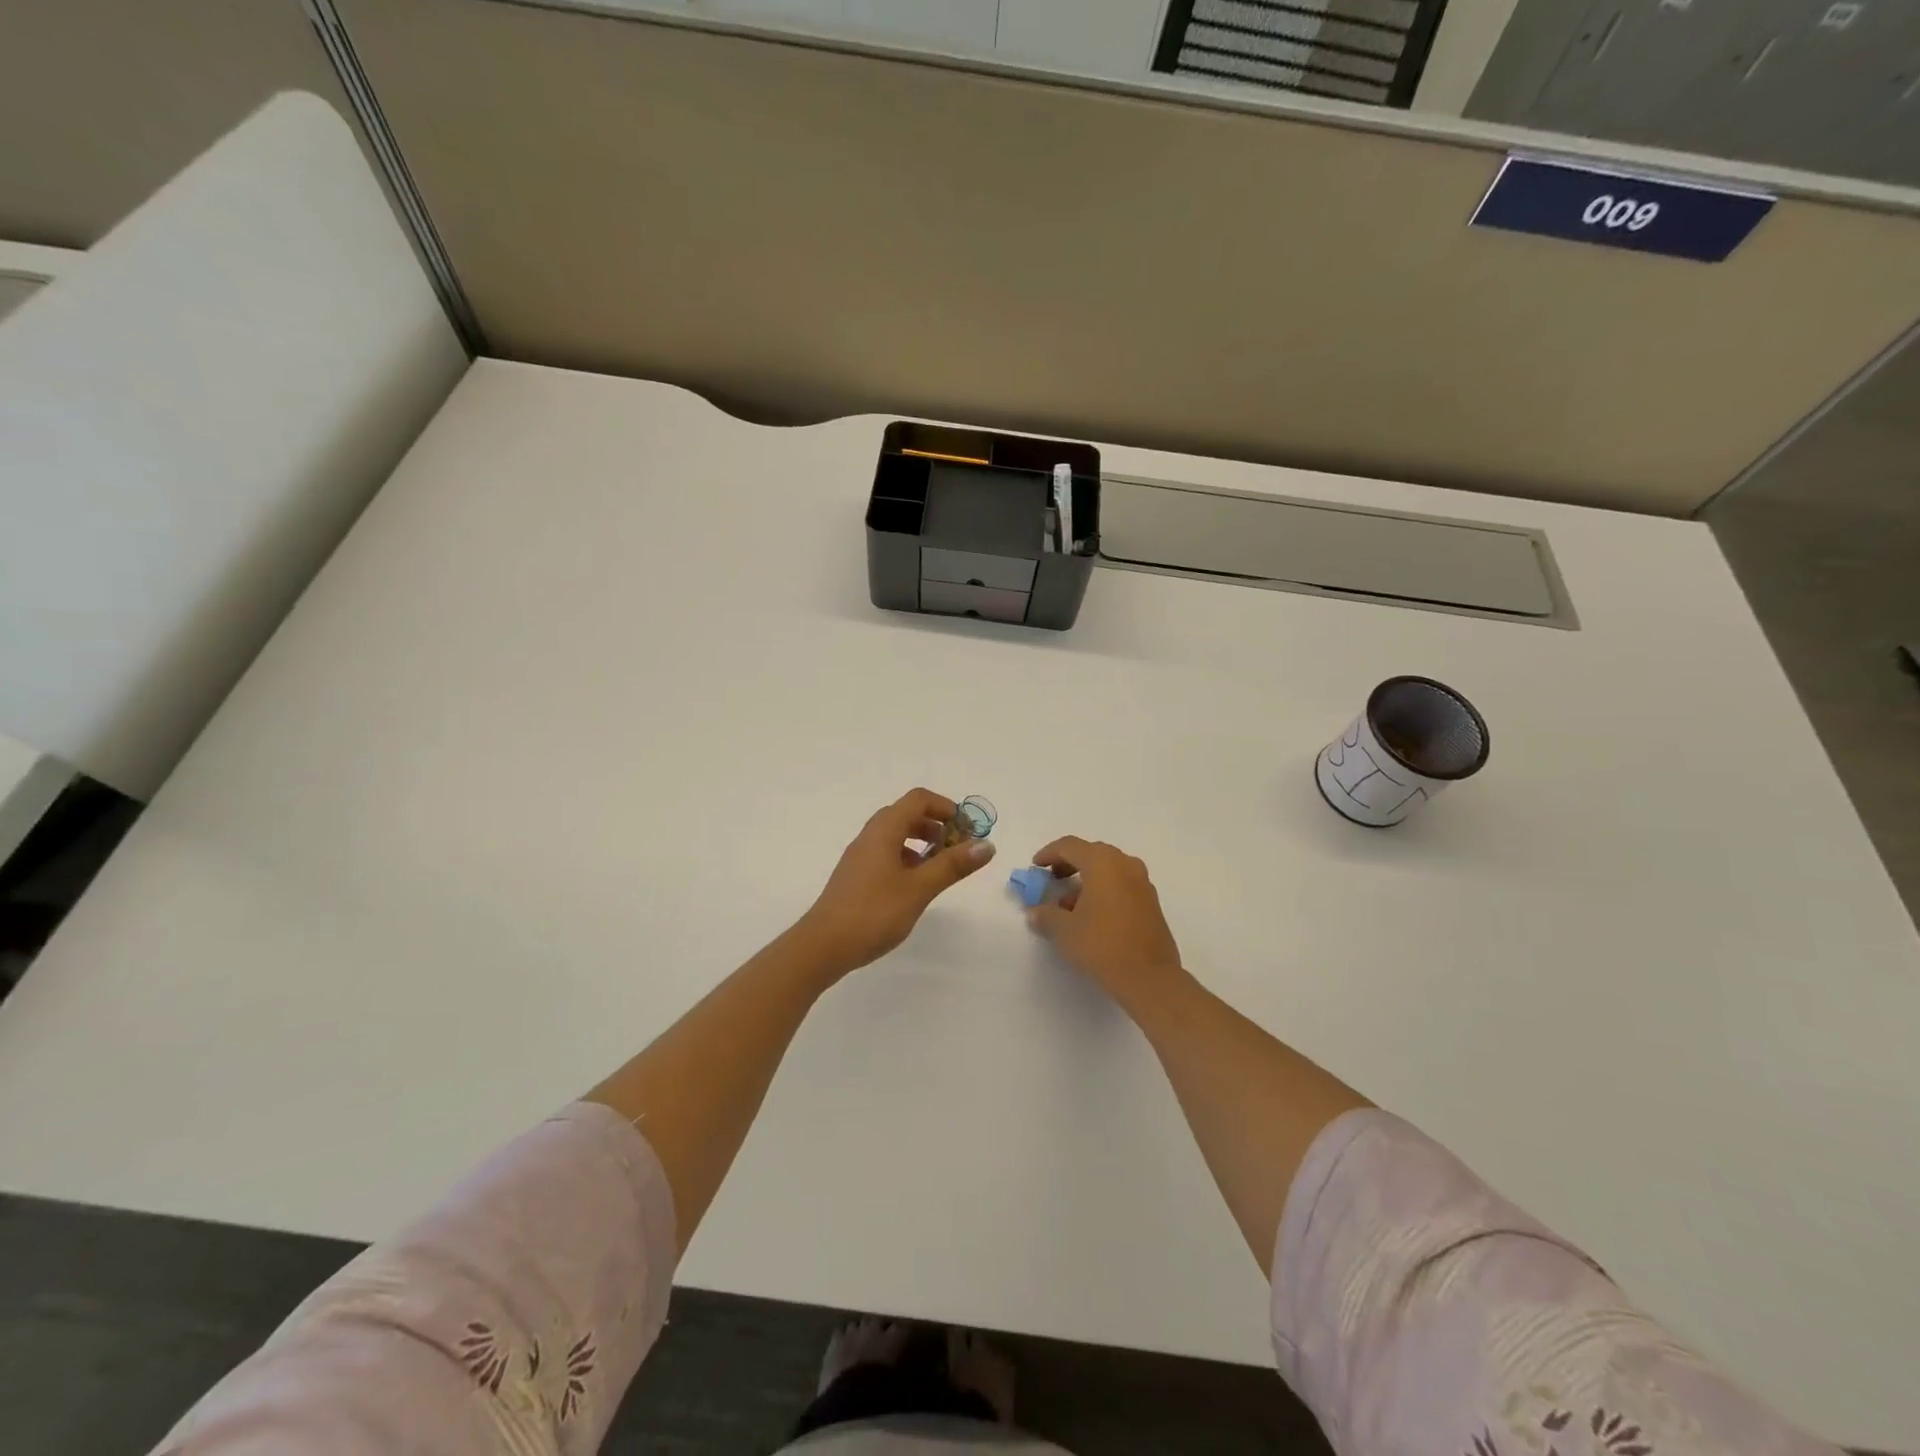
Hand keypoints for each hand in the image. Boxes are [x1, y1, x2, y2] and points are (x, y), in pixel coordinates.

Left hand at [793, 788, 996, 980]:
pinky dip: (909, 859)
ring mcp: (861, 856)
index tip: (969, 831)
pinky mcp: (857, 876)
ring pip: (897, 835)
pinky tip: (918, 885)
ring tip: (942, 867)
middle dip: (938, 826)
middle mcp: (871, 836)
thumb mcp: (919, 888)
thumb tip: (987, 845)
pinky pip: (888, 854)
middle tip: (959, 850)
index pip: (919, 799)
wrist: (822, 946)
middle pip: (908, 814)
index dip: (947, 808)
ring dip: (923, 843)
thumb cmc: (873, 912)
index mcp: (884, 830)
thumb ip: (952, 865)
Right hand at [1026, 836, 1184, 1006]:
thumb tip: (1036, 912)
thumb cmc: (1102, 946)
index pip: (1070, 846)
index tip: (1036, 867)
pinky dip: (1104, 890)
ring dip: (1087, 879)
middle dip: (1069, 864)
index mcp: (1102, 863)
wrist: (1149, 978)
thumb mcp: (1064, 931)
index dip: (1049, 853)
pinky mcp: (1151, 902)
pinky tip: (1092, 915)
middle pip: (1091, 853)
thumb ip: (1046, 915)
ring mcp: (1143, 883)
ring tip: (1069, 904)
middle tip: (1052, 880)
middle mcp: (1125, 864)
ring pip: (1109, 869)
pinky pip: (1122, 884)